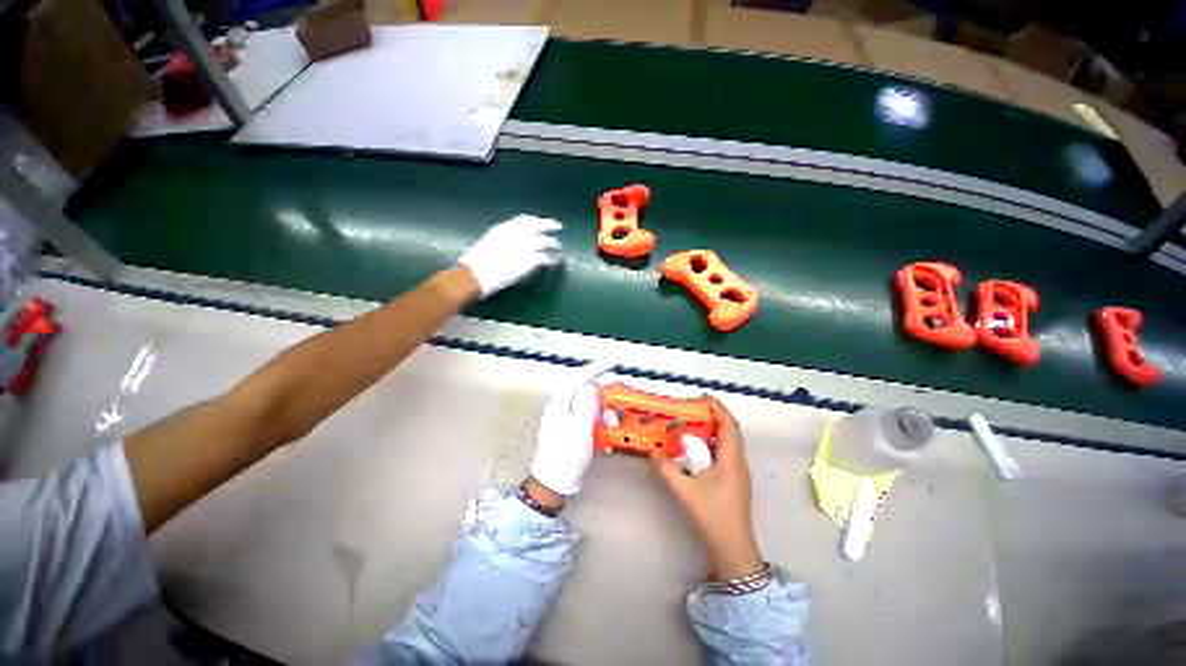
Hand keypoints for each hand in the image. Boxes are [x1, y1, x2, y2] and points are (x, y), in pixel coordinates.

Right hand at [458, 215, 562, 297]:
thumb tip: (512, 242)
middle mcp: (516, 234)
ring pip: (546, 242)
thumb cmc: (477, 263)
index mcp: (504, 228)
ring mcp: (524, 246)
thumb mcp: (489, 243)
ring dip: (554, 245)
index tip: (542, 221)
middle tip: (558, 228)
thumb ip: (503, 240)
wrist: (476, 274)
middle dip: (550, 225)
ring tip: (559, 249)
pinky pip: (546, 257)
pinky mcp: (530, 260)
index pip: (524, 219)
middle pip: (538, 226)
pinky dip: (552, 259)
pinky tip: (555, 262)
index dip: (536, 220)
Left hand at [529, 360, 613, 496]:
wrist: (554, 482)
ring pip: (590, 407)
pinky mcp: (571, 432)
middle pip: (587, 393)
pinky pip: (588, 420)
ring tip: (611, 427)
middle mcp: (562, 408)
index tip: (614, 362)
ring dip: (603, 415)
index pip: (581, 378)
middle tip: (616, 410)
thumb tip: (590, 385)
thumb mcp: (580, 426)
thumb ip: (587, 403)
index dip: (598, 368)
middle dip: (604, 399)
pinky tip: (606, 436)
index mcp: (561, 403)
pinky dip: (599, 424)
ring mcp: (566, 420)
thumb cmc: (567, 454)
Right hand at [652, 397, 763, 580]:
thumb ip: (667, 469)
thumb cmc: (713, 516)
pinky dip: (715, 442)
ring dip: (715, 429)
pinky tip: (700, 448)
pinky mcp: (736, 479)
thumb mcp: (685, 491)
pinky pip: (727, 452)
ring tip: (695, 423)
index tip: (702, 397)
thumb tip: (653, 452)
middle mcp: (738, 461)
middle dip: (715, 415)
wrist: (733, 547)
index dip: (718, 408)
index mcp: (731, 459)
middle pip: (731, 430)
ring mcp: (739, 471)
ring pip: (730, 441)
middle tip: (694, 409)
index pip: (728, 425)